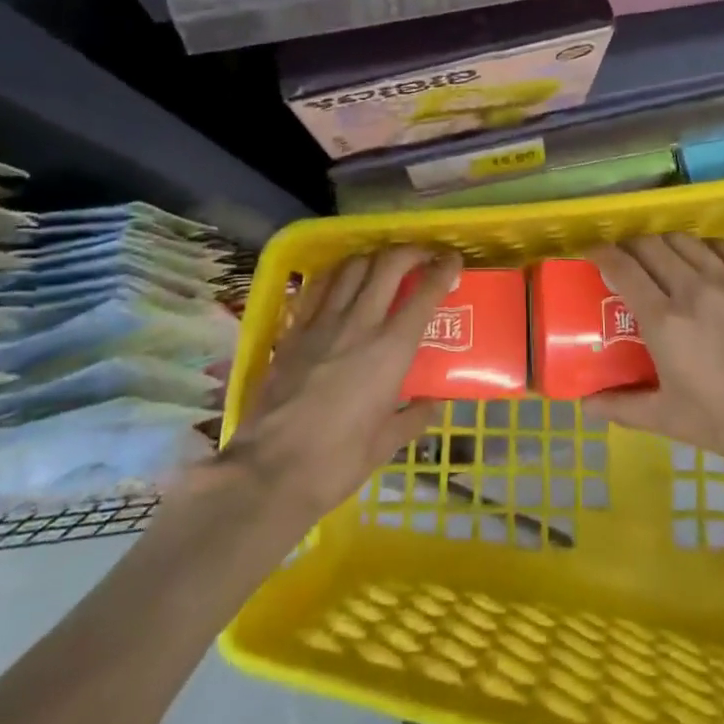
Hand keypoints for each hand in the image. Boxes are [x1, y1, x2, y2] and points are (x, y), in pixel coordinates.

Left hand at [214, 246, 460, 520]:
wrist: (270, 472)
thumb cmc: (337, 462)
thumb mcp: (386, 444)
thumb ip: (414, 417)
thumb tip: (432, 402)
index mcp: (391, 350)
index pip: (425, 294)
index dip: (444, 270)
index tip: (454, 261)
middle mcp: (359, 324)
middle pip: (388, 264)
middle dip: (412, 251)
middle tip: (423, 256)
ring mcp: (322, 323)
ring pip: (352, 267)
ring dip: (374, 257)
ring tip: (384, 264)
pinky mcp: (293, 331)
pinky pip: (318, 286)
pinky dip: (336, 274)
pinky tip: (342, 279)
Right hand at [587, 234, 723, 493]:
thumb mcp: (671, 420)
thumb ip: (623, 406)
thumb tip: (585, 404)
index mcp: (664, 321)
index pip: (622, 266)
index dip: (602, 254)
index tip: (592, 256)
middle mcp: (692, 288)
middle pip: (650, 245)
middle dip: (630, 246)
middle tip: (624, 261)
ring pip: (684, 240)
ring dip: (664, 244)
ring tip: (661, 260)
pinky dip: (704, 246)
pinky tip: (704, 260)